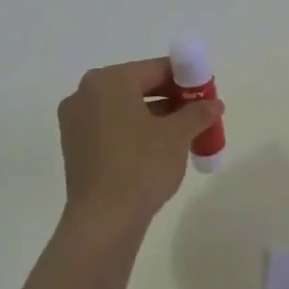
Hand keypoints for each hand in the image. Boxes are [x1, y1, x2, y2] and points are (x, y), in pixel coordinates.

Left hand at [57, 59, 223, 224]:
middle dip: (171, 99)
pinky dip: (134, 132)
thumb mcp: (177, 135)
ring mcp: (75, 121)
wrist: (104, 219)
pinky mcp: (75, 147)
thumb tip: (213, 104)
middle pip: (138, 87)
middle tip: (198, 116)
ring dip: (154, 117)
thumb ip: (198, 113)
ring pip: (124, 109)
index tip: (207, 95)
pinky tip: (157, 151)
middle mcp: (85, 93)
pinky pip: (111, 128)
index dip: (186, 79)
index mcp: (109, 80)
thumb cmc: (142, 166)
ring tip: (183, 136)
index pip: (156, 69)